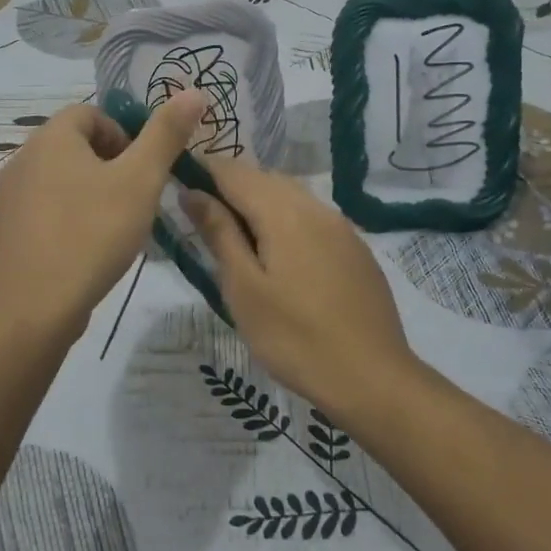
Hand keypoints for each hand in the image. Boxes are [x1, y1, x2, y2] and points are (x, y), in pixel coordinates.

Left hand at [0, 91, 208, 346]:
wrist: (31, 309)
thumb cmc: (91, 234)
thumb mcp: (140, 180)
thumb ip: (166, 134)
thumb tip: (193, 91)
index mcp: (51, 137)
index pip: (91, 113)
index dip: (124, 135)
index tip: (143, 171)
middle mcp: (24, 159)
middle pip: (77, 145)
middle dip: (113, 166)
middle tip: (136, 200)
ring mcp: (12, 198)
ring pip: (64, 179)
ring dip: (95, 193)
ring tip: (118, 227)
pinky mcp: (10, 232)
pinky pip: (49, 210)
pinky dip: (73, 219)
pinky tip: (91, 250)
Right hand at [183, 162, 424, 427]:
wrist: (372, 378)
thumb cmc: (294, 337)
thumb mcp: (244, 288)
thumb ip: (219, 233)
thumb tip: (192, 191)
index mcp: (284, 212)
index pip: (234, 172)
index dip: (203, 171)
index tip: (178, 188)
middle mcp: (315, 207)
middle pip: (264, 179)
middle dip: (230, 188)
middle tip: (202, 220)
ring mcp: (341, 227)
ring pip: (291, 196)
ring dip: (259, 203)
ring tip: (236, 239)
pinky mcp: (356, 248)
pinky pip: (312, 217)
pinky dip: (286, 220)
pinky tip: (279, 255)